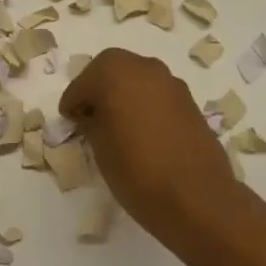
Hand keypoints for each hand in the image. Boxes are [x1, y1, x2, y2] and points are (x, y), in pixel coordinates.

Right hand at [60, 47, 242, 243]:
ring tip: (116, 124)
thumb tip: (93, 116)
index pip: (82, 83)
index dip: (73, 103)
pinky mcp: (189, 100)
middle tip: (89, 115)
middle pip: (112, 69)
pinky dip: (145, 103)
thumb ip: (92, 122)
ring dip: (123, 93)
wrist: (197, 197)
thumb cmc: (137, 171)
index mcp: (115, 73)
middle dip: (98, 88)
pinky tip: (142, 130)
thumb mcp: (100, 148)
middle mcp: (144, 67)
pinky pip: (157, 93)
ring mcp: (171, 82)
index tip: (69, 121)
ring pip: (137, 78)